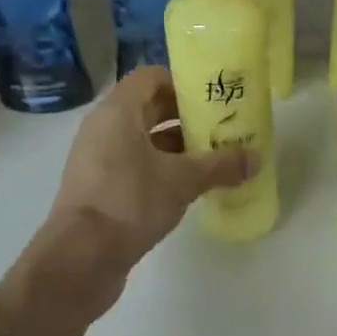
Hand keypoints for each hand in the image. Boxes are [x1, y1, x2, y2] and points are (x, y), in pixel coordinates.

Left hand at [49, 66, 256, 269]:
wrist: (81, 258)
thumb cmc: (129, 202)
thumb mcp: (182, 181)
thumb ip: (220, 166)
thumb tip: (256, 158)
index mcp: (117, 112)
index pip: (150, 77)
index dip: (182, 84)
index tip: (212, 100)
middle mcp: (104, 128)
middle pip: (149, 108)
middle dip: (186, 117)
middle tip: (222, 129)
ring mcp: (98, 159)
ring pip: (143, 140)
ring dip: (177, 146)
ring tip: (214, 159)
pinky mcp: (100, 188)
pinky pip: (135, 165)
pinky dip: (162, 169)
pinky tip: (190, 187)